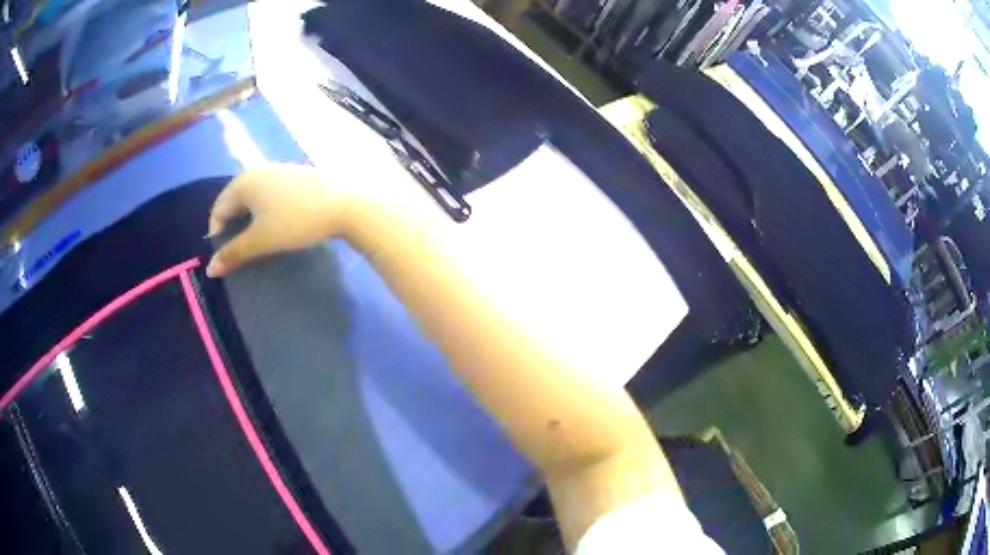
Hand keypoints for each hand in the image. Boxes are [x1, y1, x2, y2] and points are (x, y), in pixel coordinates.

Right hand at [206, 164, 350, 276]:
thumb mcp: (261, 240)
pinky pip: (269, 193)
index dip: (218, 235)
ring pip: (252, 197)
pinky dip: (265, 210)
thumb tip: (210, 269)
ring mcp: (276, 169)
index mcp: (242, 182)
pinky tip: (278, 223)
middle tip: (243, 250)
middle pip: (233, 201)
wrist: (345, 203)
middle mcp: (256, 170)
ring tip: (259, 239)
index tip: (229, 256)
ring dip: (250, 219)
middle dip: (233, 226)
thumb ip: (233, 253)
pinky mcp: (294, 174)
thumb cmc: (296, 221)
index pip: (217, 210)